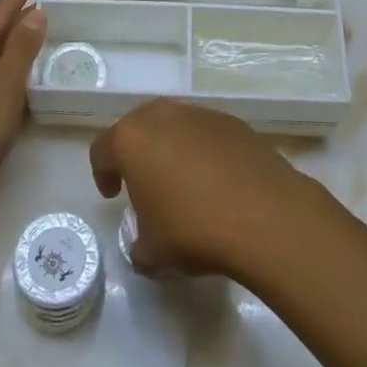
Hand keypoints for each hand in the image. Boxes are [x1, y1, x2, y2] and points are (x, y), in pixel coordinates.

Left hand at [0, 0, 49, 227]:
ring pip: (2, 58)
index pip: (3, 7)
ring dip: (24, 42)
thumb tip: (36, 12)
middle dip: (25, 8)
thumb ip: (21, 50)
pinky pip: (3, 85)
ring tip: (51, 28)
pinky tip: (36, 82)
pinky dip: (22, 76)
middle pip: (0, 29)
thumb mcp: (2, 88)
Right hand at [89, 99, 319, 276]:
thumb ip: (139, 245)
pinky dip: (204, 151)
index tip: (114, 195)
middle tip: (144, 183)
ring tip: (183, 183)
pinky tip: (216, 181)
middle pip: (138, 128)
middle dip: (137, 153)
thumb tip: (144, 245)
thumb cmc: (193, 228)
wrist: (264, 214)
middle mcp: (162, 116)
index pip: (103, 150)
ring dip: (171, 149)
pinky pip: (206, 134)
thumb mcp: (152, 252)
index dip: (103, 174)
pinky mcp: (233, 122)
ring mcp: (200, 114)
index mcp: (131, 139)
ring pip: (175, 126)